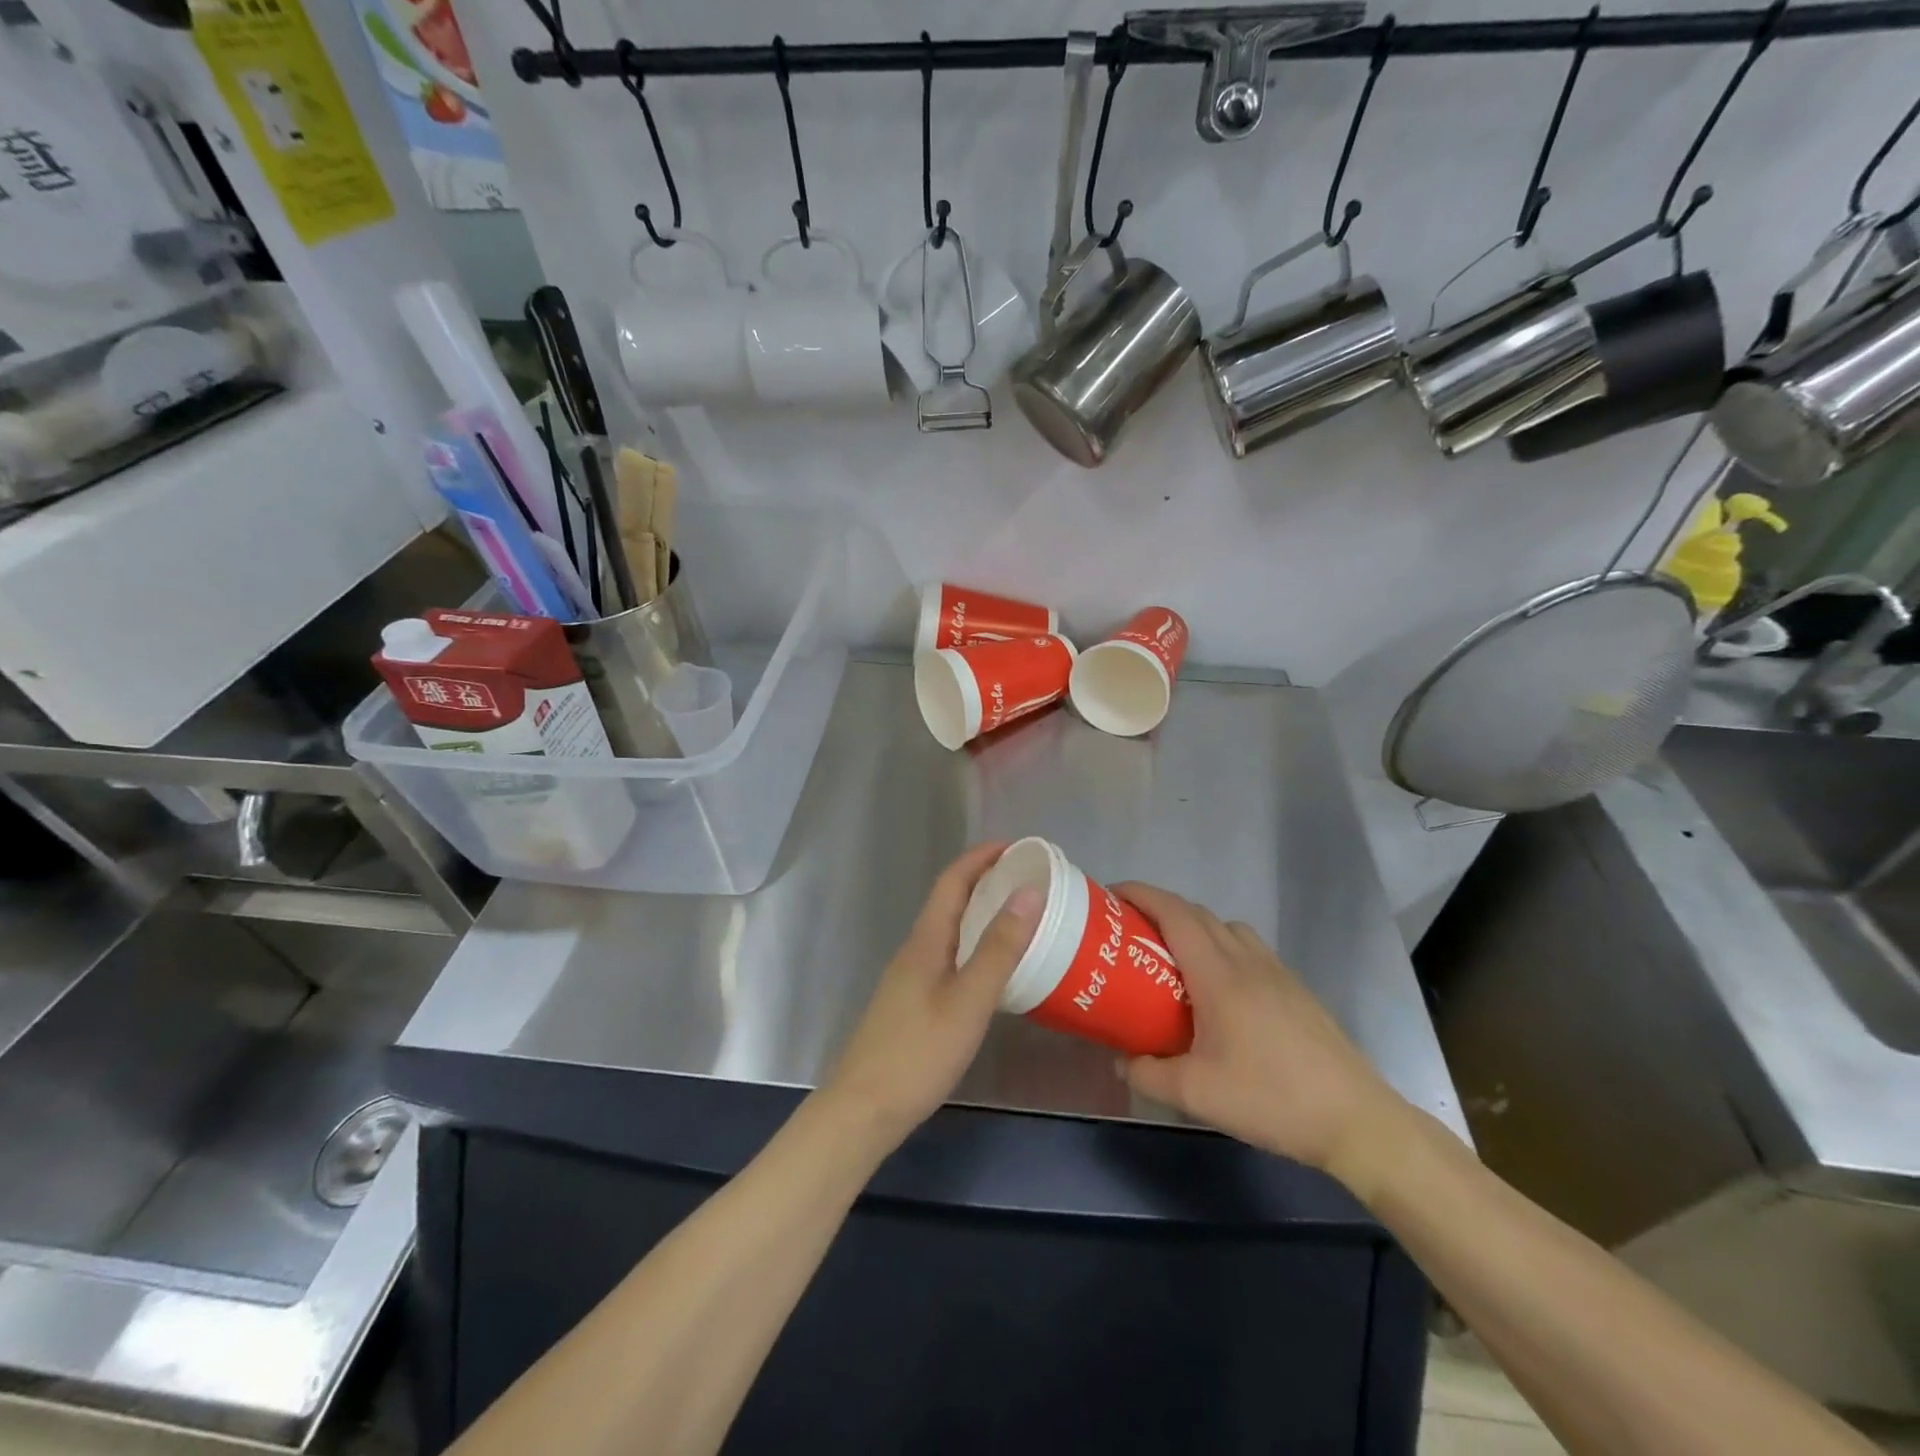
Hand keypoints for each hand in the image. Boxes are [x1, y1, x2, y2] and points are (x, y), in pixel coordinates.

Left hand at [823, 843, 1041, 1144]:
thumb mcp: (968, 1001)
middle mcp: (915, 950)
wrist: (863, 1110)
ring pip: (949, 930)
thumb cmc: (918, 1053)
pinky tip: (993, 969)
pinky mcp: (911, 1003)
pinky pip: (948, 956)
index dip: (982, 857)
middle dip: (987, 881)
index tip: (1018, 847)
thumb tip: (1029, 893)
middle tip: (1029, 881)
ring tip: (1021, 919)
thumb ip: (999, 949)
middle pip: (950, 901)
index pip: (953, 880)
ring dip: (981, 914)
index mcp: (926, 940)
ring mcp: (910, 978)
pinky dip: (974, 945)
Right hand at [1114, 882, 1415, 1200]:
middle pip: (1198, 914)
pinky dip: (1223, 947)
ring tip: (1174, 958)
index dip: (1141, 895)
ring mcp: (1276, 972)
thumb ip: (1149, 1074)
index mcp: (1219, 974)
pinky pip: (1249, 948)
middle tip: (1131, 929)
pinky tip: (1219, 990)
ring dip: (1195, 927)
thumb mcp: (1196, 1095)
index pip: (1175, 913)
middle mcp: (1247, 961)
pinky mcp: (1296, 989)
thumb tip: (1122, 1060)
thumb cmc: (1271, 1098)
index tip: (1112, 895)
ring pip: (1227, 928)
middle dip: (1160, 909)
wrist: (1355, 1119)